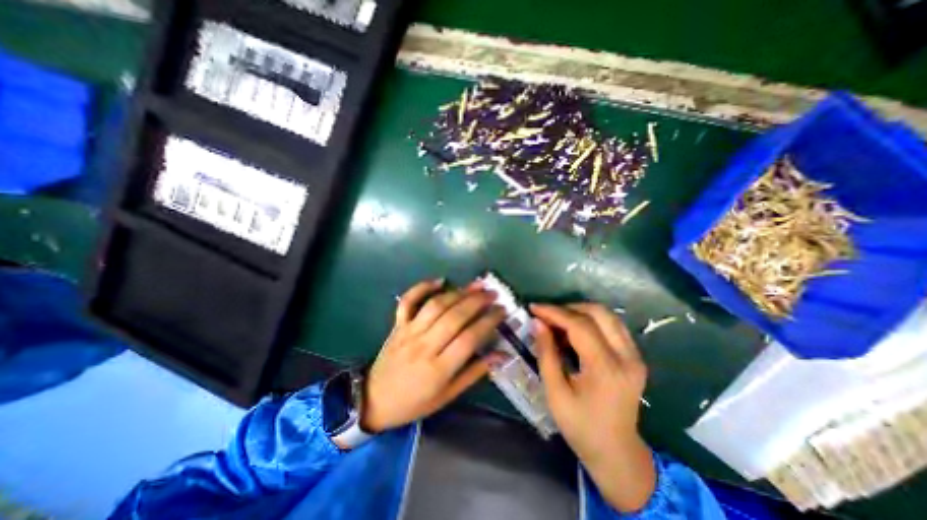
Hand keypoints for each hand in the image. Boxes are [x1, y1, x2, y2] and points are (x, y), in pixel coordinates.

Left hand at [362, 281, 505, 433]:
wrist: (374, 400)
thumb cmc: (415, 402)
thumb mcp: (448, 395)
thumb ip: (475, 373)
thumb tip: (501, 356)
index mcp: (439, 369)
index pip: (470, 339)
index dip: (488, 321)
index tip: (502, 310)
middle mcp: (424, 346)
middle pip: (454, 317)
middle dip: (477, 301)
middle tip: (493, 293)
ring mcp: (409, 332)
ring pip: (436, 305)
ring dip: (458, 292)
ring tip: (476, 285)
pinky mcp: (398, 324)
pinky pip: (408, 301)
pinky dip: (422, 287)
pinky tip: (440, 280)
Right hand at [532, 303, 653, 513]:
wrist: (617, 453)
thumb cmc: (581, 427)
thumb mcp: (555, 393)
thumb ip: (546, 354)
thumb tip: (538, 323)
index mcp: (606, 369)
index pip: (580, 326)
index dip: (554, 312)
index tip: (534, 308)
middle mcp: (627, 357)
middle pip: (598, 312)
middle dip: (568, 308)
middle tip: (546, 315)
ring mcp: (635, 356)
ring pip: (607, 315)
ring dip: (579, 312)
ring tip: (557, 321)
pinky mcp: (635, 357)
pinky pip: (612, 326)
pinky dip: (590, 321)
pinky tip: (573, 330)